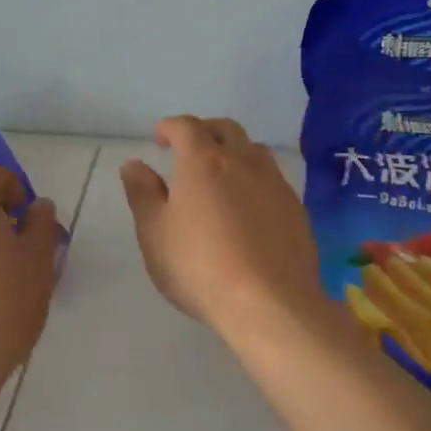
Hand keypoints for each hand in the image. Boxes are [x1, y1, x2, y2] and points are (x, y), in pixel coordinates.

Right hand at [120, 116, 328, 339]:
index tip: (159, 138)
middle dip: (204, 131)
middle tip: (189, 149)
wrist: (269, 303)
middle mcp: (242, 161)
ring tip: (222, 174)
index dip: (170, 127)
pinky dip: (255, 179)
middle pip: (225, 129)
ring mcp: (274, 183)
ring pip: (254, 150)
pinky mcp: (296, 208)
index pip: (186, 127)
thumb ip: (142, 193)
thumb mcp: (154, 233)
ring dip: (235, 151)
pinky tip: (249, 206)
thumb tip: (134, 164)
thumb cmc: (199, 265)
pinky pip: (273, 179)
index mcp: (203, 160)